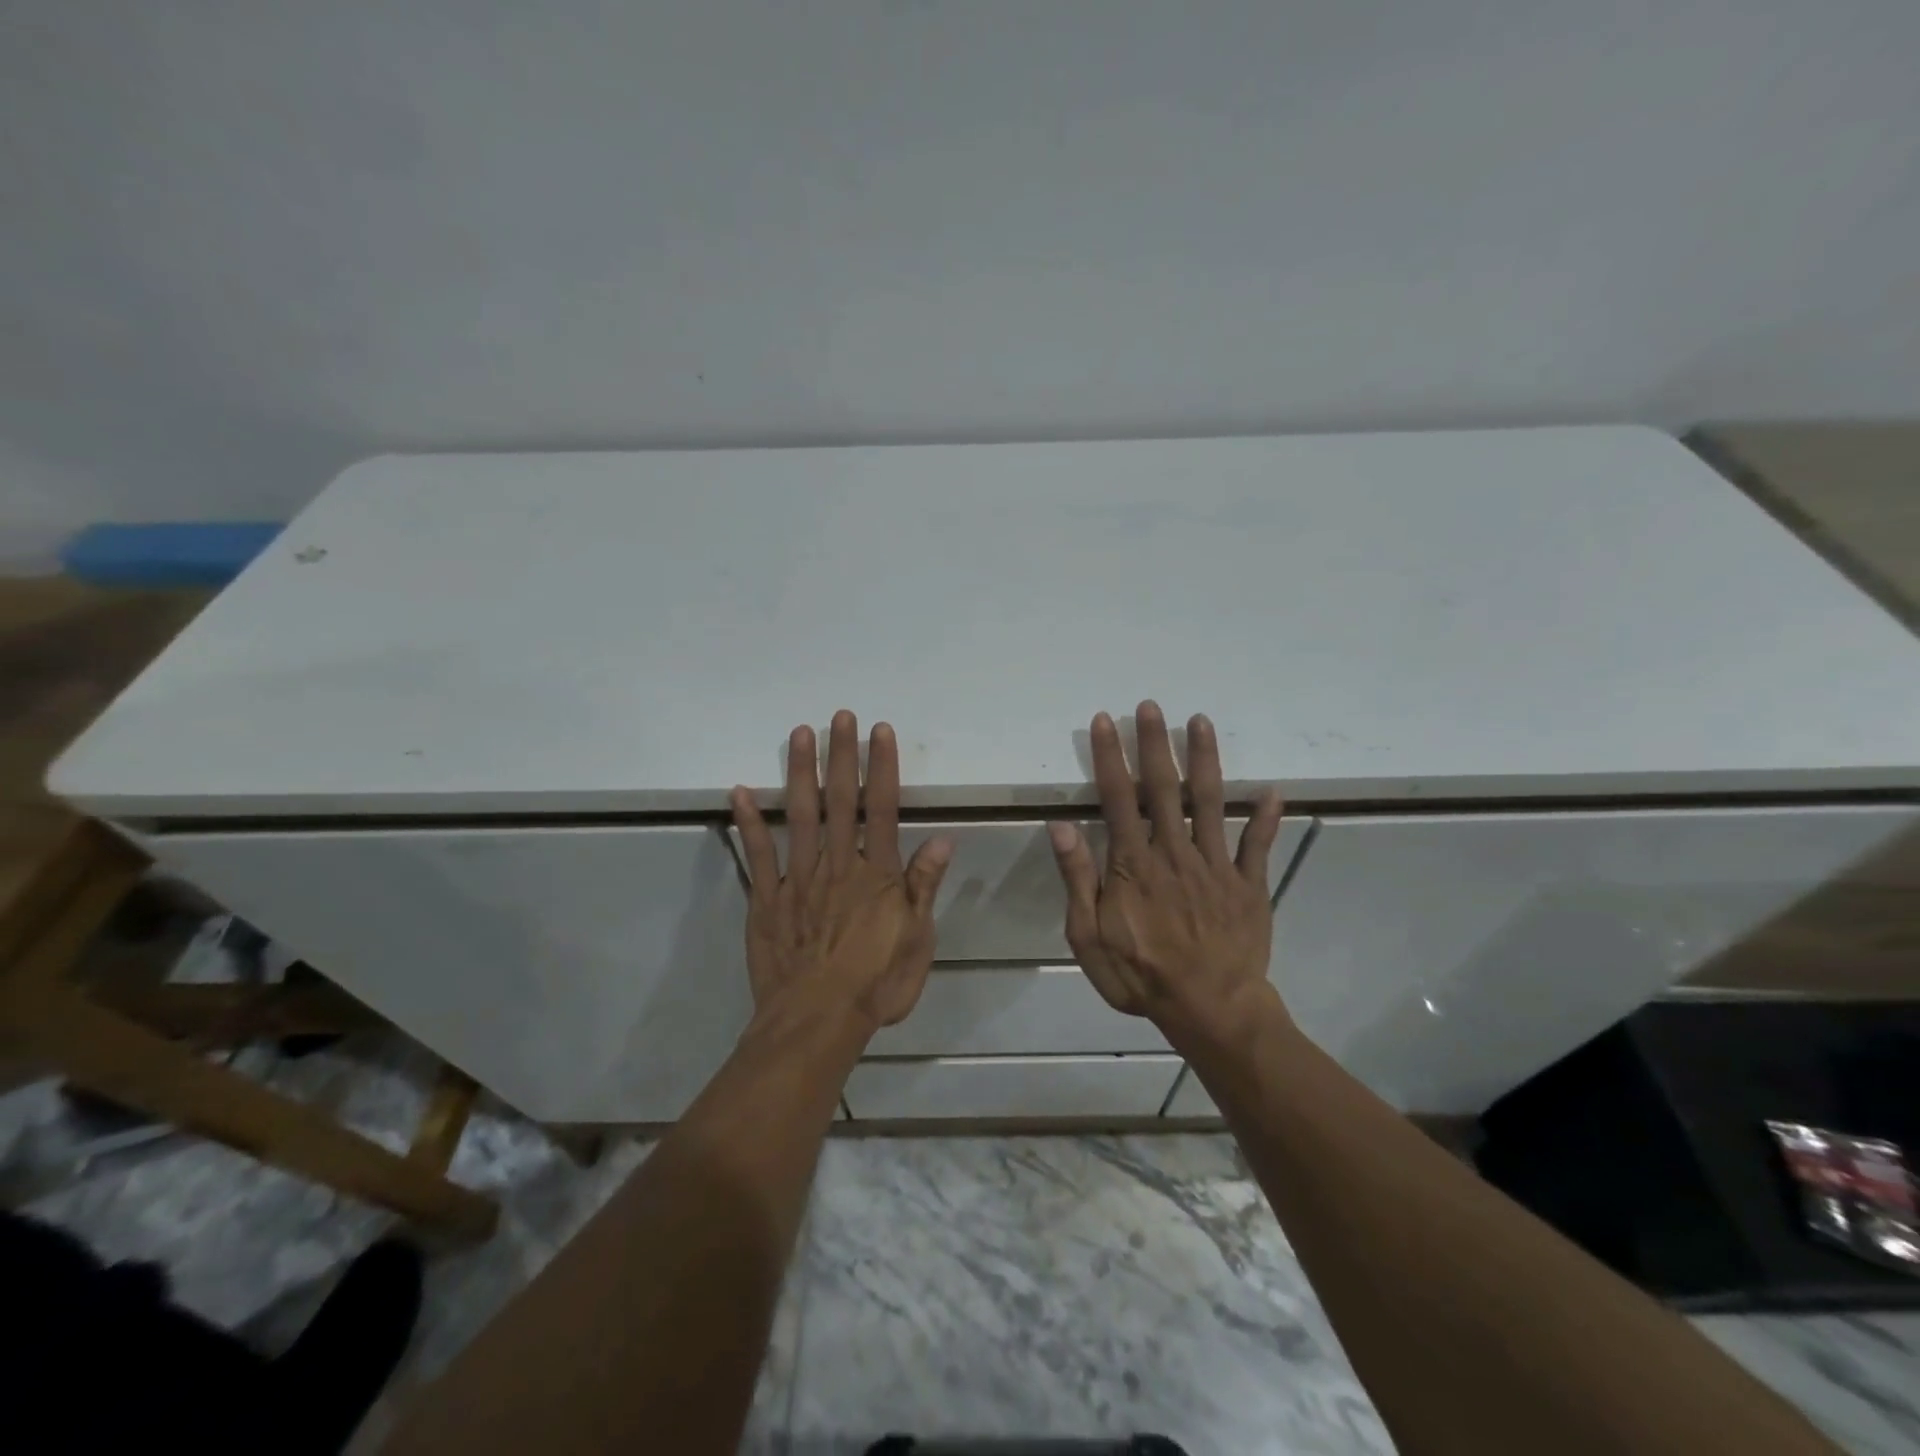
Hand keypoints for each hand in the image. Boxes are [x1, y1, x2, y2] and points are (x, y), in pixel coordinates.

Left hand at [731, 711, 953, 1032]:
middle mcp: (837, 865)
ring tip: (799, 734)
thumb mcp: (917, 940)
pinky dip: (750, 822)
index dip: (881, 768)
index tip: (879, 732)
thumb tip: (943, 838)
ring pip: (800, 816)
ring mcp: (798, 879)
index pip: (882, 808)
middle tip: (839, 716)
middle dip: (841, 756)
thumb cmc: (876, 984)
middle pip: (840, 801)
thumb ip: (924, 886)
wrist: (817, 1022)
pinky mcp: (767, 899)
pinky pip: (758, 855)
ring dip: (800, 772)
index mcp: (876, 874)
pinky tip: (741, 791)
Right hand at [1048, 702, 1287, 1044]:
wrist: (1210, 1010)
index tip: (1105, 722)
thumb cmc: (1141, 976)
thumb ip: (1078, 880)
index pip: (1117, 797)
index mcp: (1133, 864)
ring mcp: (1215, 865)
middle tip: (1151, 705)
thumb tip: (1061, 827)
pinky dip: (1265, 818)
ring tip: (1201, 722)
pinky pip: (1257, 845)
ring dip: (1204, 760)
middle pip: (1163, 788)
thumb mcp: (1088, 938)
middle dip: (1155, 743)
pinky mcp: (1248, 884)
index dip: (1109, 757)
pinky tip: (1272, 791)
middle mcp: (1174, 852)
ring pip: (1209, 802)